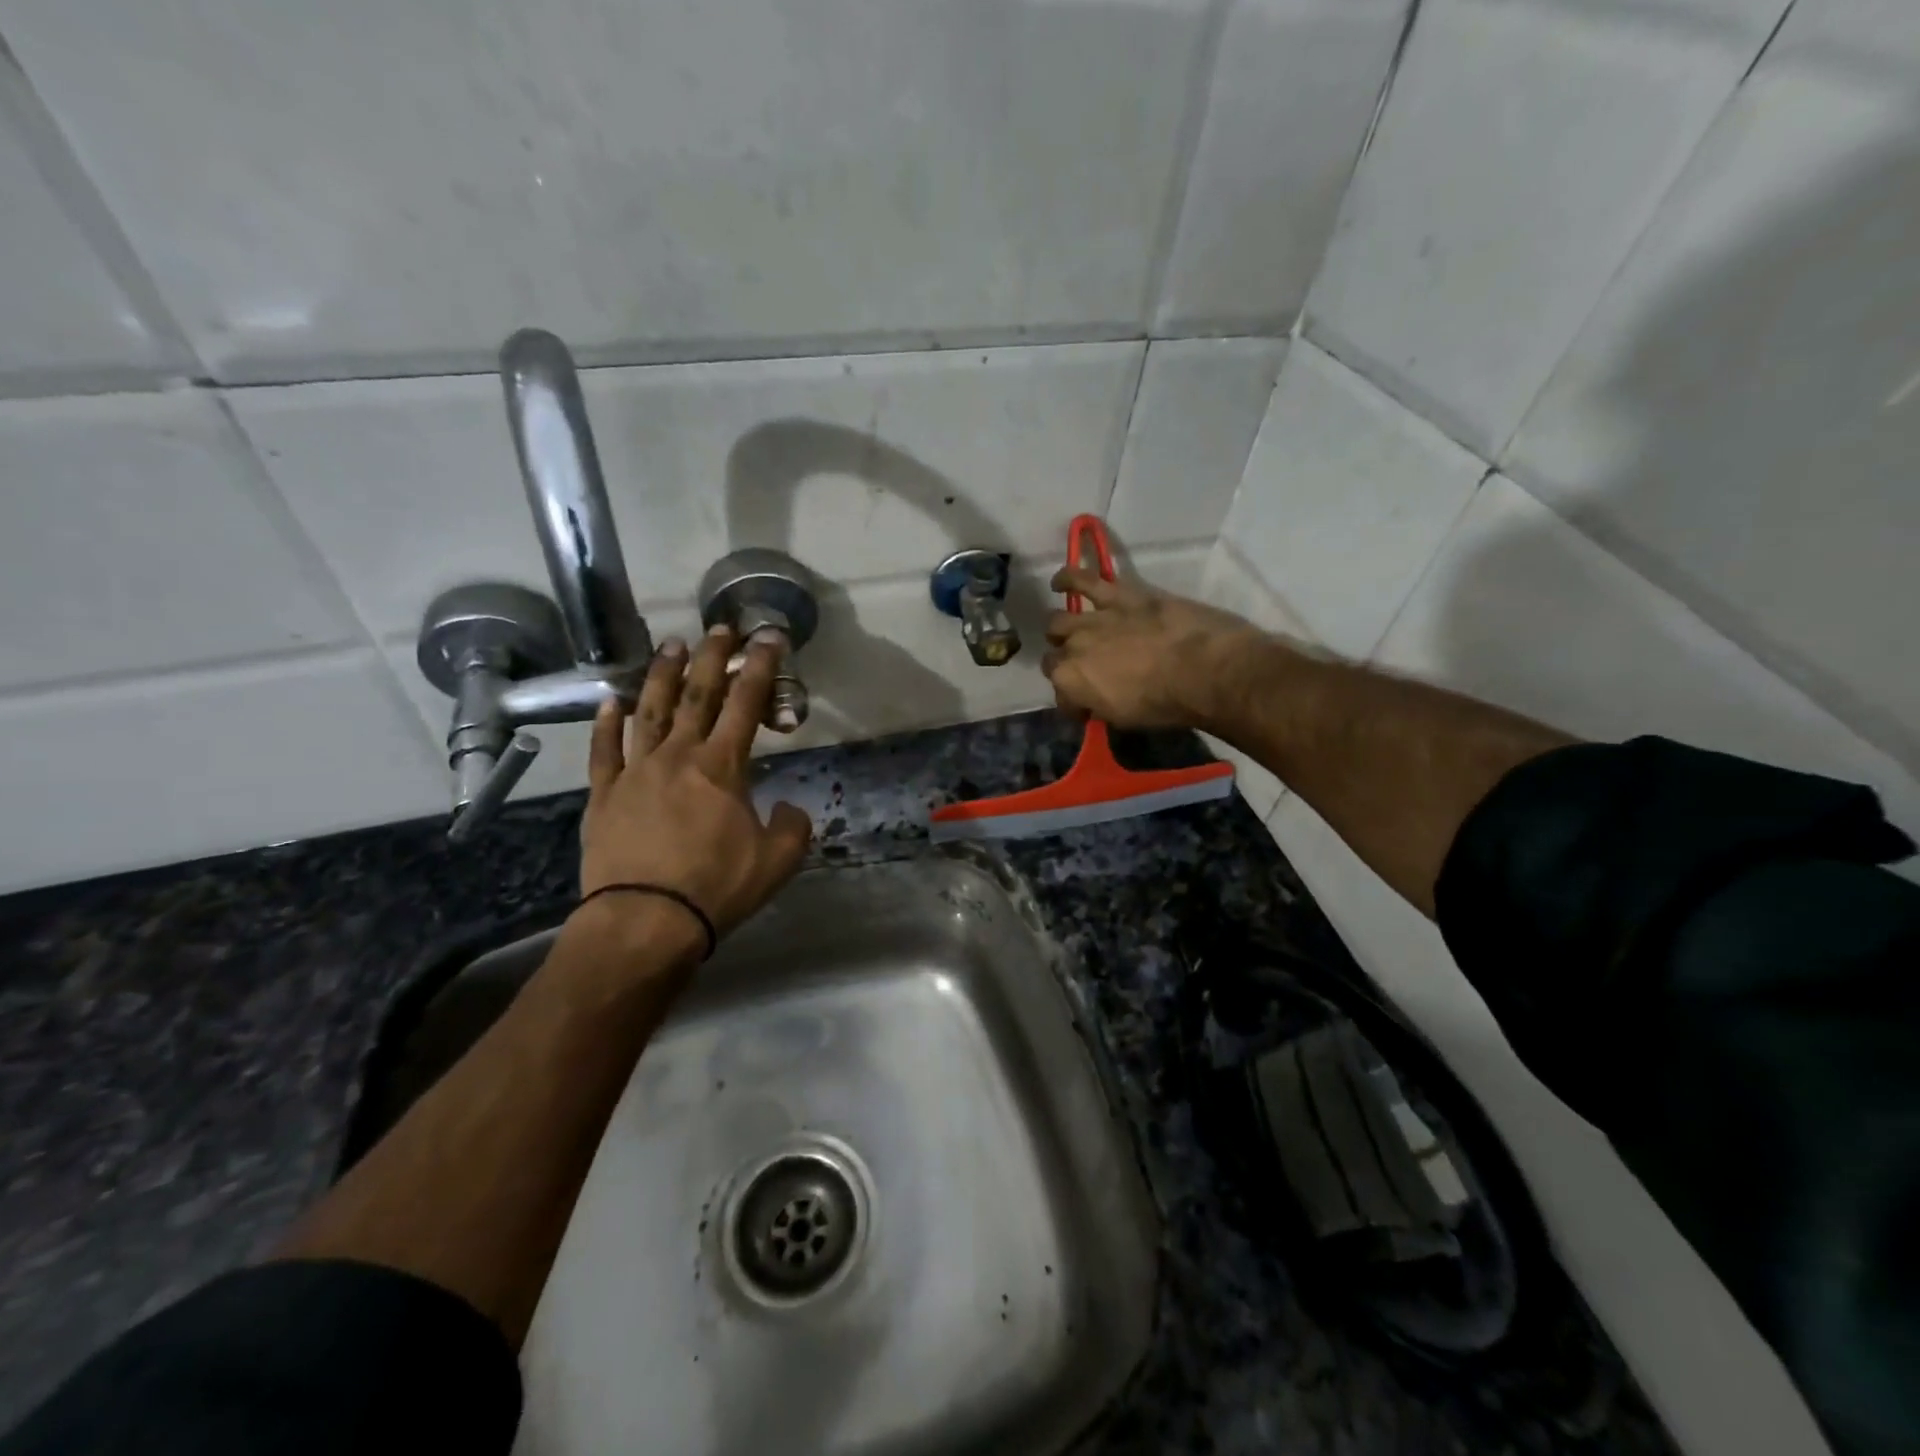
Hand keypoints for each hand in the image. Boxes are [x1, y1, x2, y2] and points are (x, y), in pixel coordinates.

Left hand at [579, 626, 812, 942]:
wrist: (645, 920)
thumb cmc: (716, 887)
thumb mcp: (777, 861)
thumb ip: (793, 826)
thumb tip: (788, 807)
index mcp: (722, 767)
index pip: (746, 704)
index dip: (760, 667)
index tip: (768, 638)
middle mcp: (678, 756)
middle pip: (696, 694)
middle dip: (712, 657)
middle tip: (720, 627)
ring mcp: (635, 773)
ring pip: (648, 711)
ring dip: (661, 675)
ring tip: (670, 646)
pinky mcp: (603, 795)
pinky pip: (604, 752)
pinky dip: (606, 725)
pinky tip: (609, 703)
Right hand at [1041, 568, 1266, 729]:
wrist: (1203, 668)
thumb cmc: (1167, 703)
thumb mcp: (1125, 718)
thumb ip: (1099, 703)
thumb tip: (1093, 700)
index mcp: (1071, 684)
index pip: (1060, 695)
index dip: (1073, 701)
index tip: (1088, 706)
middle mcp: (1072, 649)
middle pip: (1053, 656)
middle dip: (1064, 664)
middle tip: (1083, 666)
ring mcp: (1092, 619)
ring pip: (1057, 620)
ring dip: (1059, 629)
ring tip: (1063, 628)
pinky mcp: (1117, 595)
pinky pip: (1082, 579)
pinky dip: (1067, 578)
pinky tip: (1059, 583)